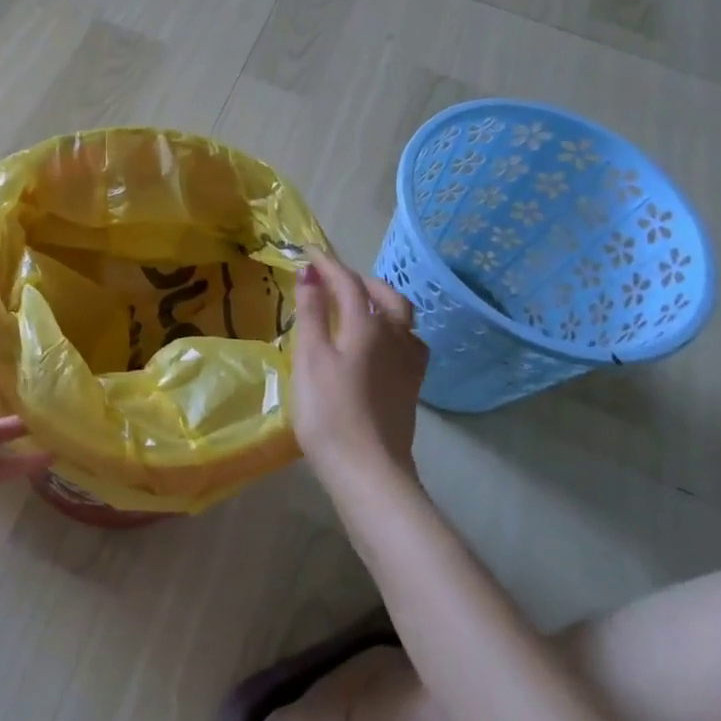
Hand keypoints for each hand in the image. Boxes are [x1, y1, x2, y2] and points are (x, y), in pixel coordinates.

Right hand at [291, 251, 427, 486]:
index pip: (348, 282)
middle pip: (383, 295)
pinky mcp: (412, 385)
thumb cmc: (328, 411)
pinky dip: (392, 329)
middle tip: (331, 279)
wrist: (367, 469)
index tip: (308, 252)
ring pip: (401, 317)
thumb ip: (310, 313)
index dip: (328, 265)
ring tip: (356, 305)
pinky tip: (380, 343)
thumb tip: (309, 274)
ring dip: (379, 301)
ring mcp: (409, 362)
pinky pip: (408, 342)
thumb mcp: (310, 357)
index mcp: (367, 326)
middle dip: (358, 279)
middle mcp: (395, 336)